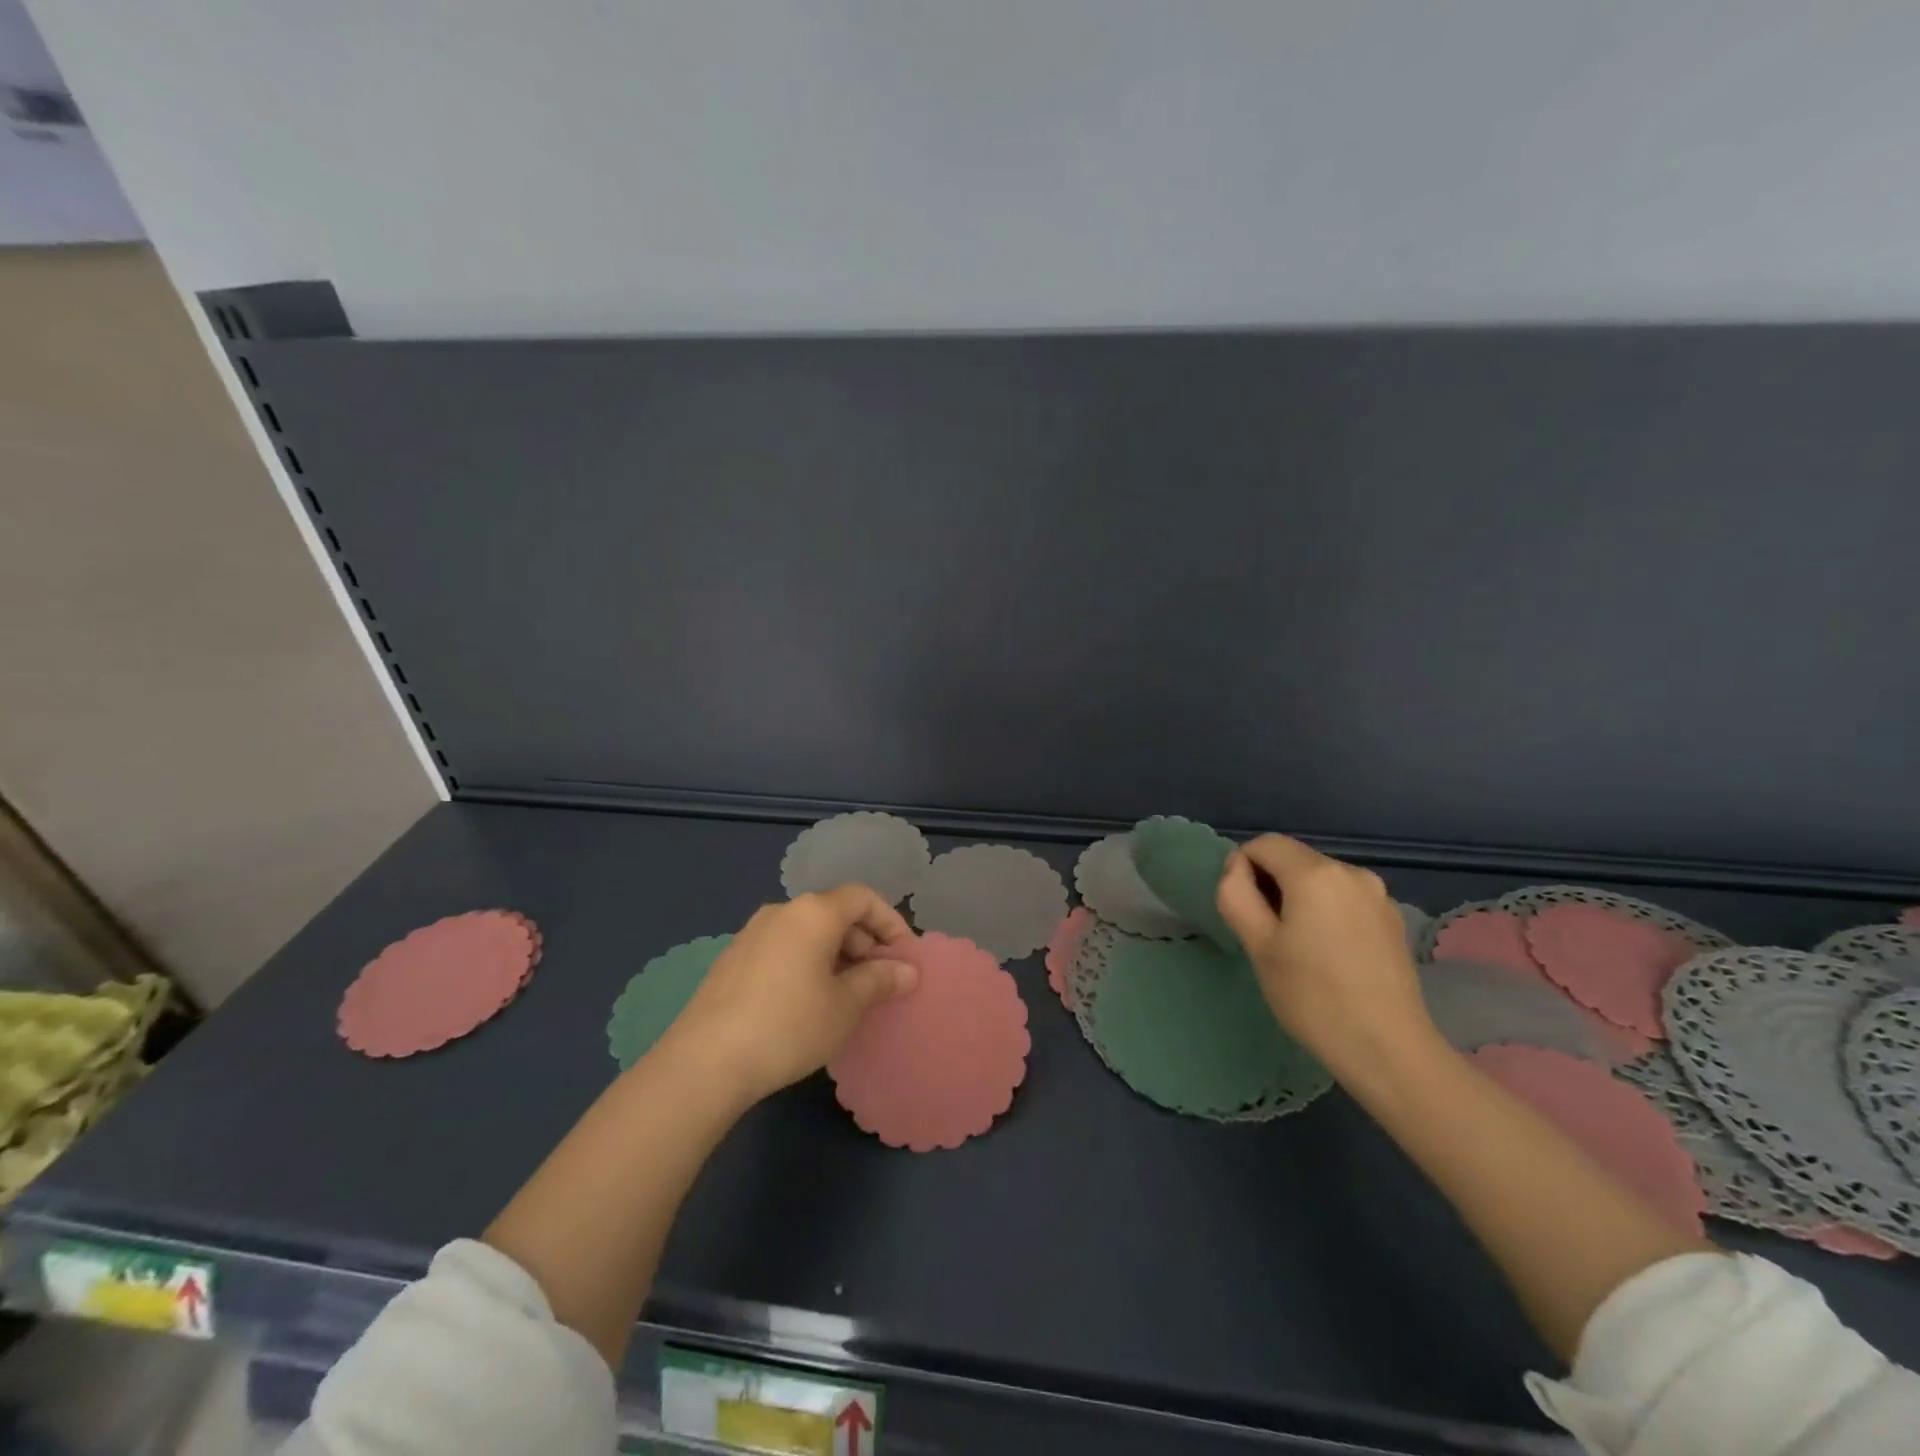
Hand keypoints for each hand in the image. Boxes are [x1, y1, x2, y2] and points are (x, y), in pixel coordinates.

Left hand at [656, 886, 917, 1104]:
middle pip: (834, 912)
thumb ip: (880, 980)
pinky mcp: (732, 959)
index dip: (890, 921)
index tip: (904, 956)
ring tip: (846, 995)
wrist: (705, 1062)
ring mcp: (751, 933)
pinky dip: (806, 963)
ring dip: (836, 955)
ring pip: (807, 932)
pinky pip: (783, 948)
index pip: (863, 897)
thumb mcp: (845, 1006)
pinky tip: (807, 1003)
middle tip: (879, 981)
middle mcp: (781, 911)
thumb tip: (907, 970)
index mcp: (813, 912)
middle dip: (864, 942)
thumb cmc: (789, 1025)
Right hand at [1214, 834, 1436, 1075]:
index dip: (1243, 868)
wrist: (1388, 1050)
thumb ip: (1236, 894)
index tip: (1244, 910)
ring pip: (1319, 879)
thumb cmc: (1312, 997)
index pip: (1264, 844)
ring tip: (1298, 947)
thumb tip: (1237, 868)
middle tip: (1266, 933)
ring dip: (1298, 898)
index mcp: (1316, 874)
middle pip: (1294, 858)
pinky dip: (1326, 911)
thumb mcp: (1258, 945)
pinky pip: (1344, 898)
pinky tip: (1329, 954)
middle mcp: (1351, 872)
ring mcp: (1378, 895)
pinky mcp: (1391, 919)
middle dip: (1271, 883)